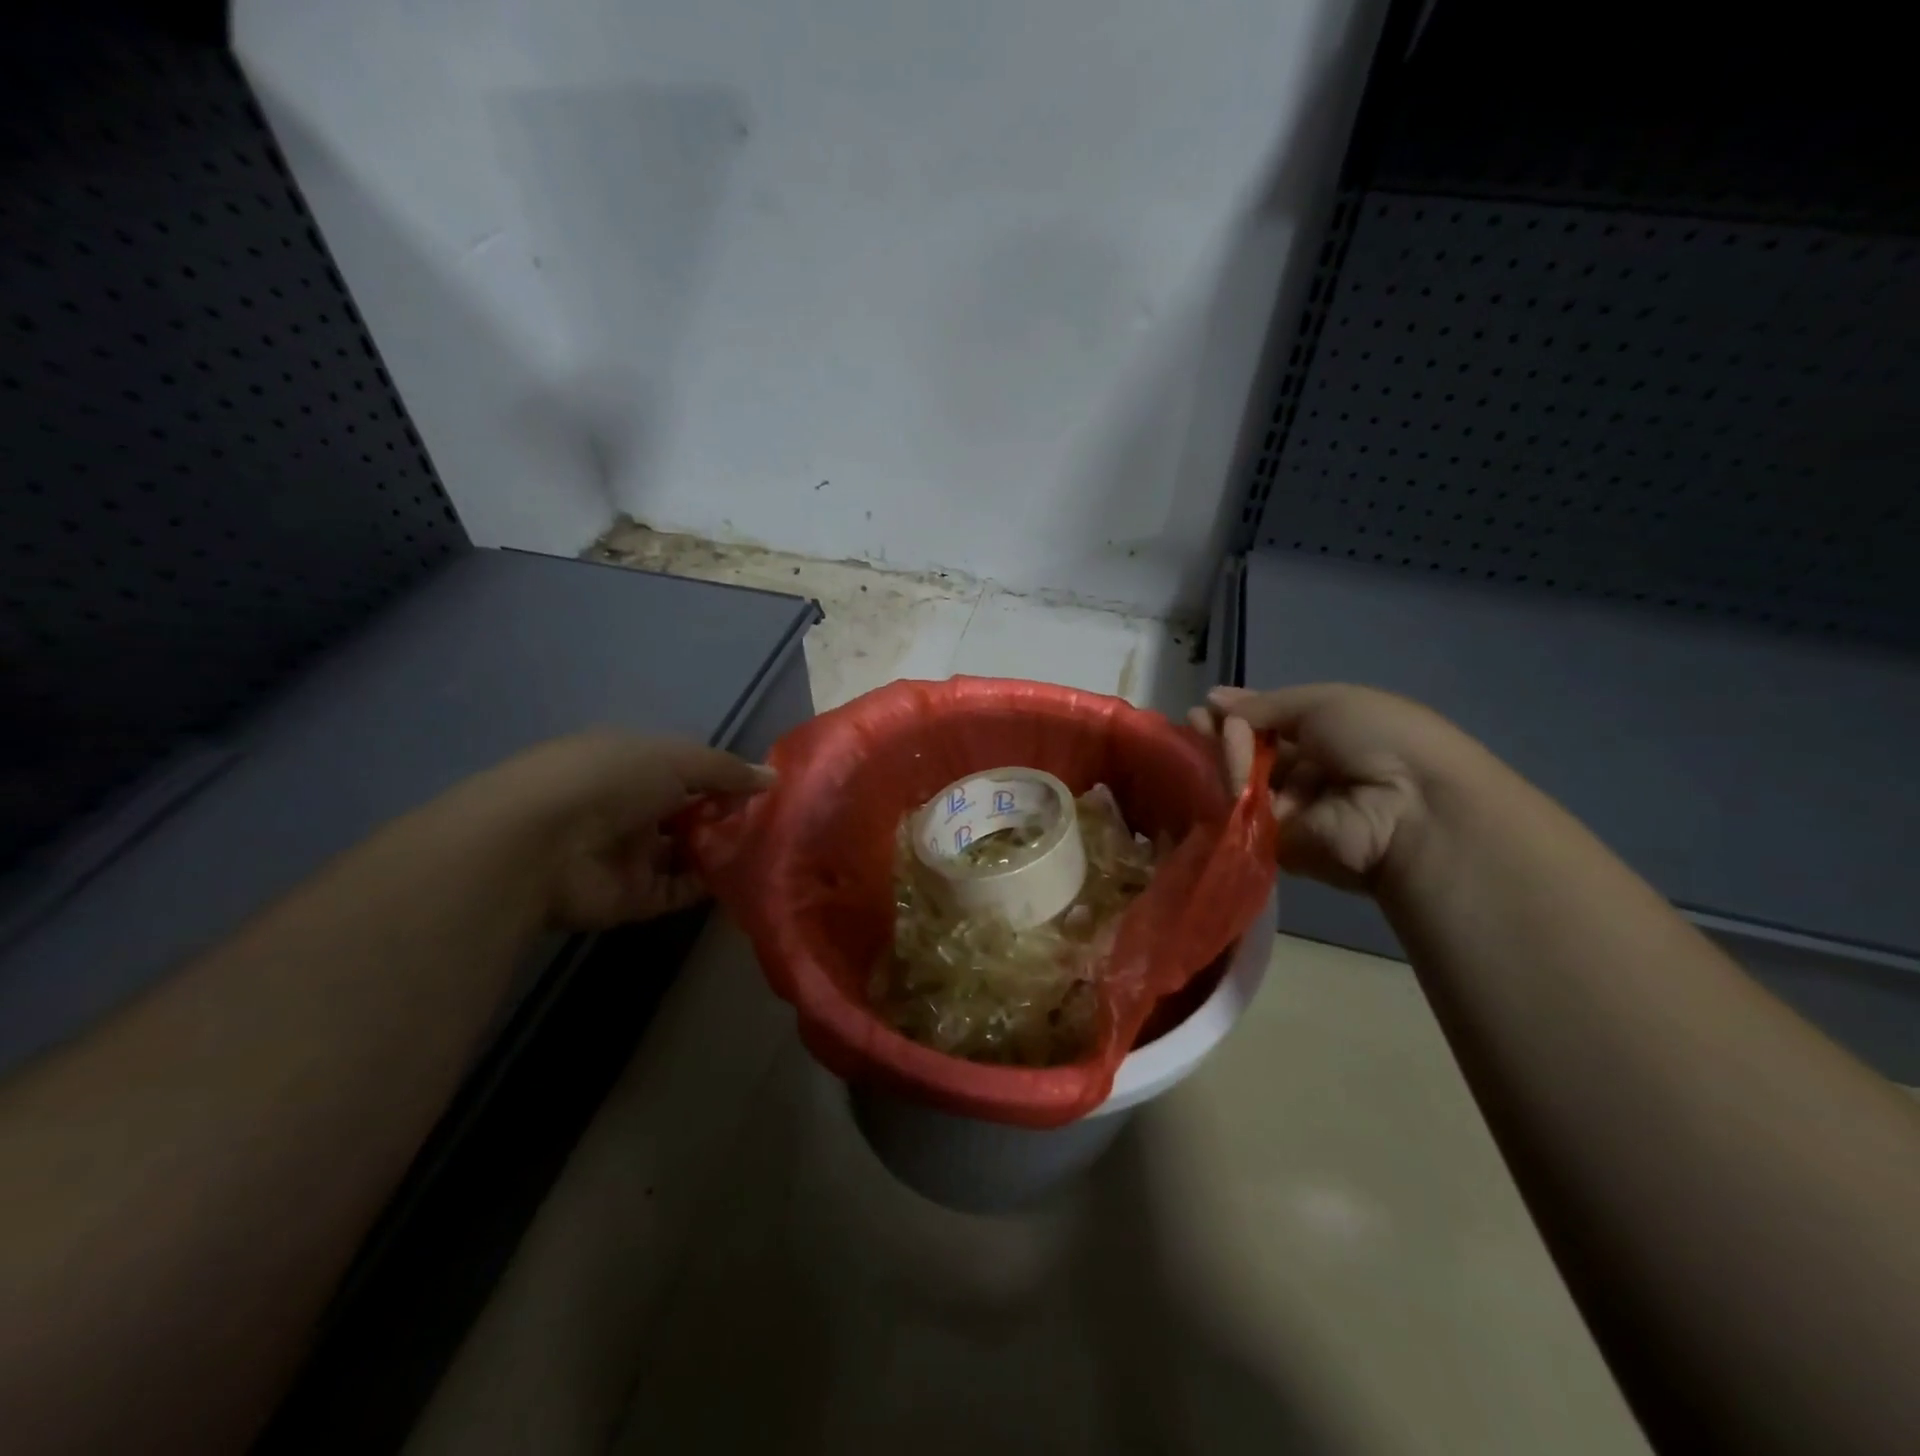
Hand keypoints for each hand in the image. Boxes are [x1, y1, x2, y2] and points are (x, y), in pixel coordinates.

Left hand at [468, 733, 775, 928]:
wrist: (542, 847)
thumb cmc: (609, 781)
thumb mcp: (675, 758)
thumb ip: (726, 770)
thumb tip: (773, 778)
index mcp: (631, 764)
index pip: (687, 770)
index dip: (725, 777)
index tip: (765, 788)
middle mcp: (630, 807)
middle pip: (690, 812)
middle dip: (729, 815)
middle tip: (776, 822)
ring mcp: (631, 854)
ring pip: (688, 852)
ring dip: (724, 851)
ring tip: (771, 851)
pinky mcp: (633, 897)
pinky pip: (682, 890)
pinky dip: (712, 886)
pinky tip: (748, 879)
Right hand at [1189, 684, 1488, 892]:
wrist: (1410, 807)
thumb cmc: (1378, 738)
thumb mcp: (1325, 702)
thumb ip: (1265, 704)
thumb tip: (1213, 698)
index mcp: (1331, 737)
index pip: (1274, 726)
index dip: (1241, 715)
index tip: (1208, 706)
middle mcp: (1310, 773)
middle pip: (1253, 753)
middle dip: (1224, 733)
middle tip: (1195, 719)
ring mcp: (1292, 810)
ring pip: (1243, 779)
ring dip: (1228, 751)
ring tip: (1214, 732)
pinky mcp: (1276, 842)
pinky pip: (1244, 809)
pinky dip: (1235, 783)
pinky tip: (1228, 762)